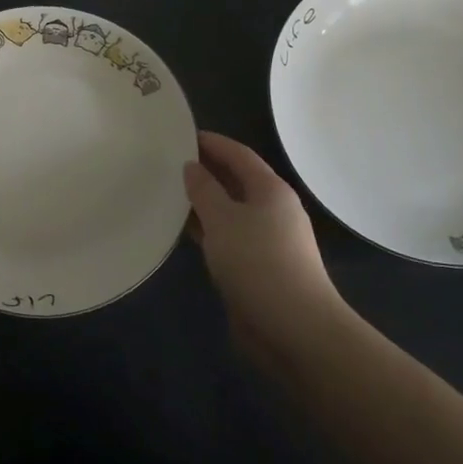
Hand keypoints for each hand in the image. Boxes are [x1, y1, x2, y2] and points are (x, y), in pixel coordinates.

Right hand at [184, 131, 349, 363]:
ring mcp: (266, 240)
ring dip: (203, 202)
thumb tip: (192, 166)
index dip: (212, 142)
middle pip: (236, 180)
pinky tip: (183, 230)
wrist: (294, 328)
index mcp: (270, 190)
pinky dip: (207, 229)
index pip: (239, 154)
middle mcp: (272, 210)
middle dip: (205, 170)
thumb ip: (204, 189)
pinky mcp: (257, 267)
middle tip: (168, 162)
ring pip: (229, 210)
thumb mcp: (223, 219)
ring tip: (168, 192)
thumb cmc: (258, 262)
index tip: (182, 134)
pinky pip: (227, 236)